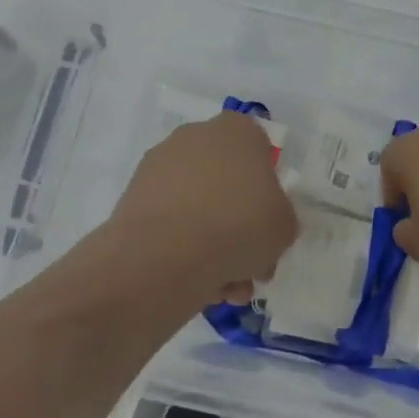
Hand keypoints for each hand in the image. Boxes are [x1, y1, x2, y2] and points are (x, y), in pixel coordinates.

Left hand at [110, 112, 298, 306]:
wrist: (164, 254)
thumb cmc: (238, 224)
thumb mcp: (284, 225)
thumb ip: (280, 218)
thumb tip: (261, 227)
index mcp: (236, 129)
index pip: (259, 150)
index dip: (267, 190)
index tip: (268, 223)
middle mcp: (195, 136)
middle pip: (227, 182)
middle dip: (239, 225)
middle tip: (250, 265)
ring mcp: (160, 165)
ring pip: (199, 207)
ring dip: (214, 244)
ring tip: (224, 288)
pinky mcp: (134, 197)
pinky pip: (171, 222)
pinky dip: (183, 249)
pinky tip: (196, 284)